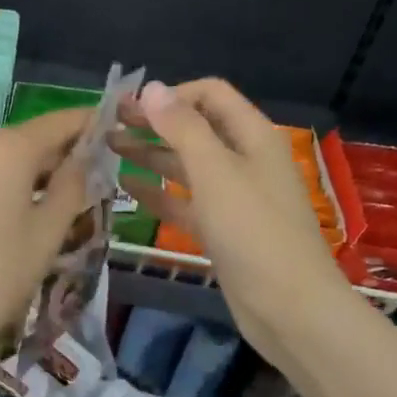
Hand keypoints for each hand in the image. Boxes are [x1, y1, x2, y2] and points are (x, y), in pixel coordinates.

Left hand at [0, 108, 93, 375]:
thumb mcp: (49, 231)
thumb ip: (73, 185)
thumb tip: (86, 157)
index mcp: (8, 146)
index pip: (61, 122)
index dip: (92, 124)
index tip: (118, 132)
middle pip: (33, 139)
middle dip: (66, 155)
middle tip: (100, 179)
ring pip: (9, 159)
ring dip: (40, 173)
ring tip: (71, 201)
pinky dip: (12, 184)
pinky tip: (31, 211)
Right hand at [114, 78, 351, 355]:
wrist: (289, 308)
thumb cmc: (253, 231)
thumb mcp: (215, 171)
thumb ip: (182, 128)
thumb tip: (152, 88)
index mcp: (252, 137)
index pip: (210, 95)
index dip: (171, 95)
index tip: (130, 106)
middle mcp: (244, 160)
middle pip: (194, 128)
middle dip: (153, 122)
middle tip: (107, 124)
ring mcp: (233, 197)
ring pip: (185, 165)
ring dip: (149, 154)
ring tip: (108, 148)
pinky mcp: (221, 230)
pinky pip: (183, 201)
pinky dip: (156, 192)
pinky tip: (125, 187)